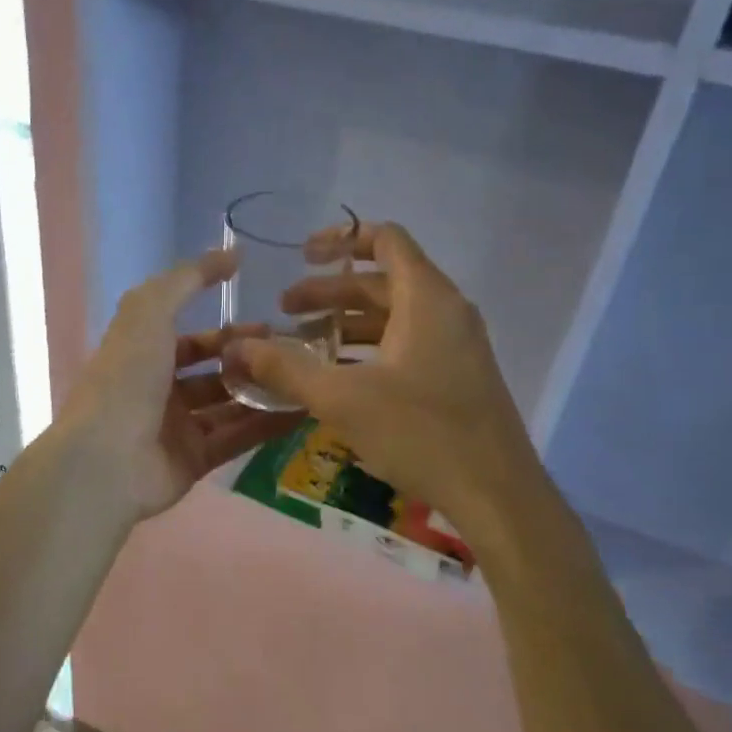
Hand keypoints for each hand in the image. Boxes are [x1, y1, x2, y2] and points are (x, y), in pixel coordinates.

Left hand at [57, 249, 306, 522]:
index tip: (269, 325)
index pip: (190, 340)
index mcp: (143, 356)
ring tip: (305, 380)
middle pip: (214, 373)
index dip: (227, 332)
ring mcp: (177, 429)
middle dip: (251, 363)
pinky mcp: (195, 462)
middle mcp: (160, 391)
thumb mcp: (149, 312)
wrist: (106, 459)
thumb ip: (188, 279)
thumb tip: (231, 254)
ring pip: (229, 406)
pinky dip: (267, 426)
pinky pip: (237, 438)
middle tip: (293, 356)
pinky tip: (302, 410)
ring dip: (264, 392)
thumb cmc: (125, 379)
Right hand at [232, 222, 542, 536]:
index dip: (341, 239)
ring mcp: (456, 345)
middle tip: (284, 311)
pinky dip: (370, 350)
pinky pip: (407, 345)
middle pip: (382, 282)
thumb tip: (237, 348)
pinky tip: (338, 378)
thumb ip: (286, 369)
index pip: (385, 240)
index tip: (301, 255)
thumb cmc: (420, 433)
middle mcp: (446, 311)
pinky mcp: (457, 376)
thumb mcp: (342, 399)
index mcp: (426, 299)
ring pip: (393, 317)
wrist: (495, 492)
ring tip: (301, 347)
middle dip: (329, 292)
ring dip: (346, 325)